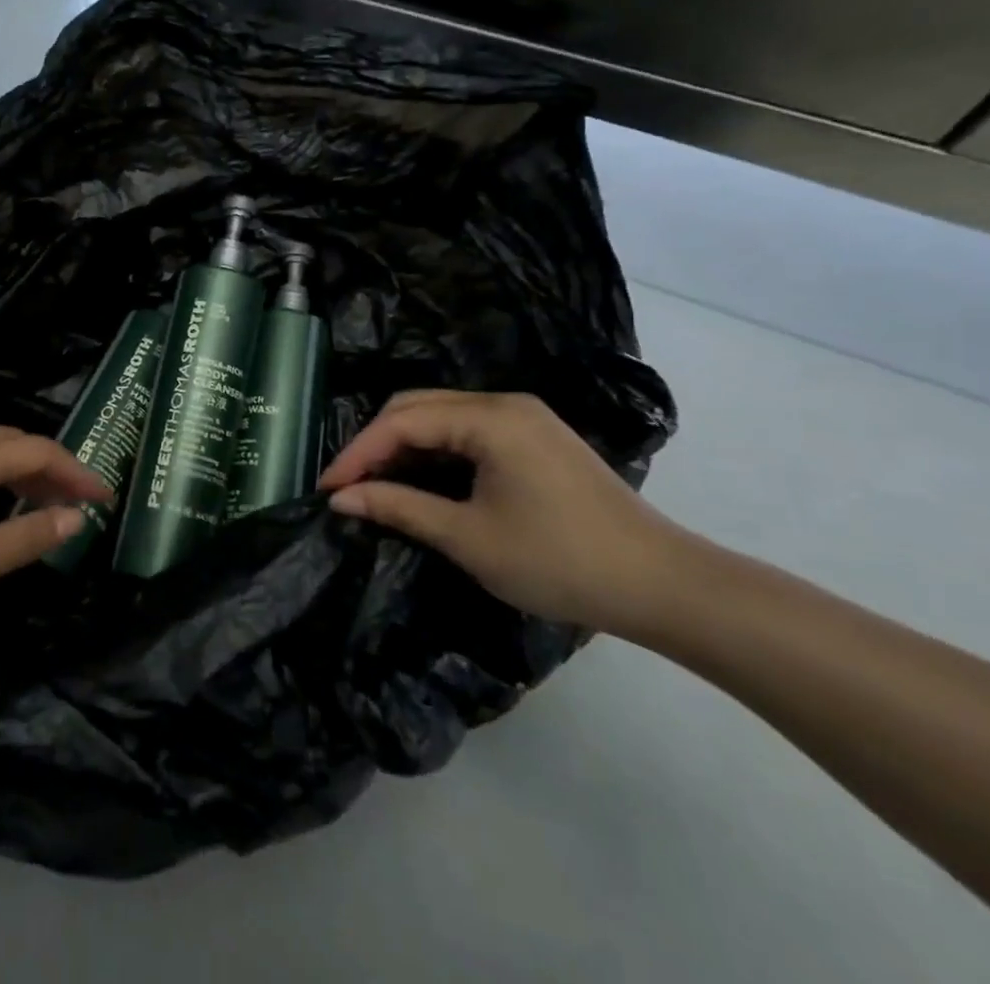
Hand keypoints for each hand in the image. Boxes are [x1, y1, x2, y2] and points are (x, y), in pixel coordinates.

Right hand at [321, 390, 685, 634]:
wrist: (663, 585)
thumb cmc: (560, 561)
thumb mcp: (468, 538)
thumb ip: (399, 508)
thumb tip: (341, 498)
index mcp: (489, 418)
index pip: (402, 421)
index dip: (358, 453)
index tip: (326, 488)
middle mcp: (504, 403)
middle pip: (417, 407)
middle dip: (375, 444)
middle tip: (346, 486)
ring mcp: (523, 418)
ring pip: (441, 417)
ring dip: (403, 447)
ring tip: (373, 485)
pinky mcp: (535, 438)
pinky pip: (467, 431)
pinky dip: (434, 452)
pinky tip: (419, 479)